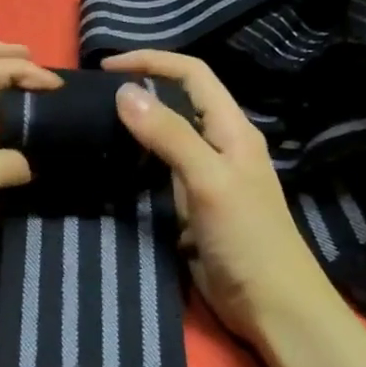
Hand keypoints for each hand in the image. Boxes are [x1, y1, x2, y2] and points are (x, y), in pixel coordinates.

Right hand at [104, 50, 333, 340]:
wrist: (271, 305)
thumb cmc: (247, 238)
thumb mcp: (208, 180)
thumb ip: (170, 135)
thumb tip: (125, 92)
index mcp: (232, 129)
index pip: (192, 74)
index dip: (153, 62)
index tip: (108, 66)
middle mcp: (220, 146)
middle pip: (180, 102)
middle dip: (142, 90)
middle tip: (94, 97)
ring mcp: (206, 178)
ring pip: (168, 138)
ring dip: (137, 127)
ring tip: (95, 126)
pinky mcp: (193, 207)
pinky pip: (161, 174)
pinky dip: (137, 164)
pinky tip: (114, 167)